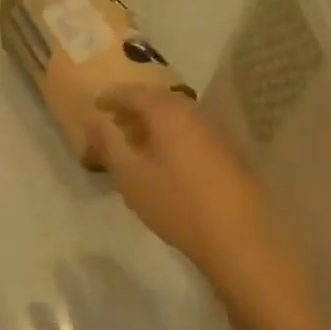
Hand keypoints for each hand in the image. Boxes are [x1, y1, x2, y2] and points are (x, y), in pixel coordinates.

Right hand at [87, 88, 279, 284]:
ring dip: (153, 125)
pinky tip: (166, 161)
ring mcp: (216, 131)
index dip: (110, 98)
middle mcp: (194, 112)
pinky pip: (191, 132)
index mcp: (167, 111)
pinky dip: (172, 137)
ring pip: (176, 117)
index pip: (132, 93)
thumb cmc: (175, 203)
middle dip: (133, 111)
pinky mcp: (229, 151)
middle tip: (113, 127)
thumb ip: (108, 142)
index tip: (94, 107)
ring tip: (136, 146)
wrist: (237, 236)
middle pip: (157, 101)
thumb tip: (92, 118)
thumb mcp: (129, 175)